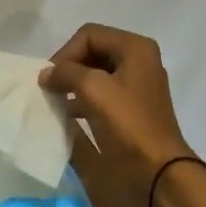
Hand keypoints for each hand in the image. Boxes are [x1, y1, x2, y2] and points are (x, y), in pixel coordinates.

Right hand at [39, 23, 198, 206]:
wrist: (158, 171)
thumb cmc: (127, 123)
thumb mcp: (92, 89)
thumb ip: (65, 73)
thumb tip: (47, 74)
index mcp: (135, 48)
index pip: (88, 35)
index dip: (66, 53)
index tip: (52, 79)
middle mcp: (139, 60)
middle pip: (92, 51)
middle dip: (69, 68)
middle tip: (52, 89)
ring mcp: (137, 85)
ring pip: (95, 73)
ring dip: (74, 84)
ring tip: (58, 101)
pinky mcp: (132, 108)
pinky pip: (102, 93)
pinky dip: (83, 99)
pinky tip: (70, 114)